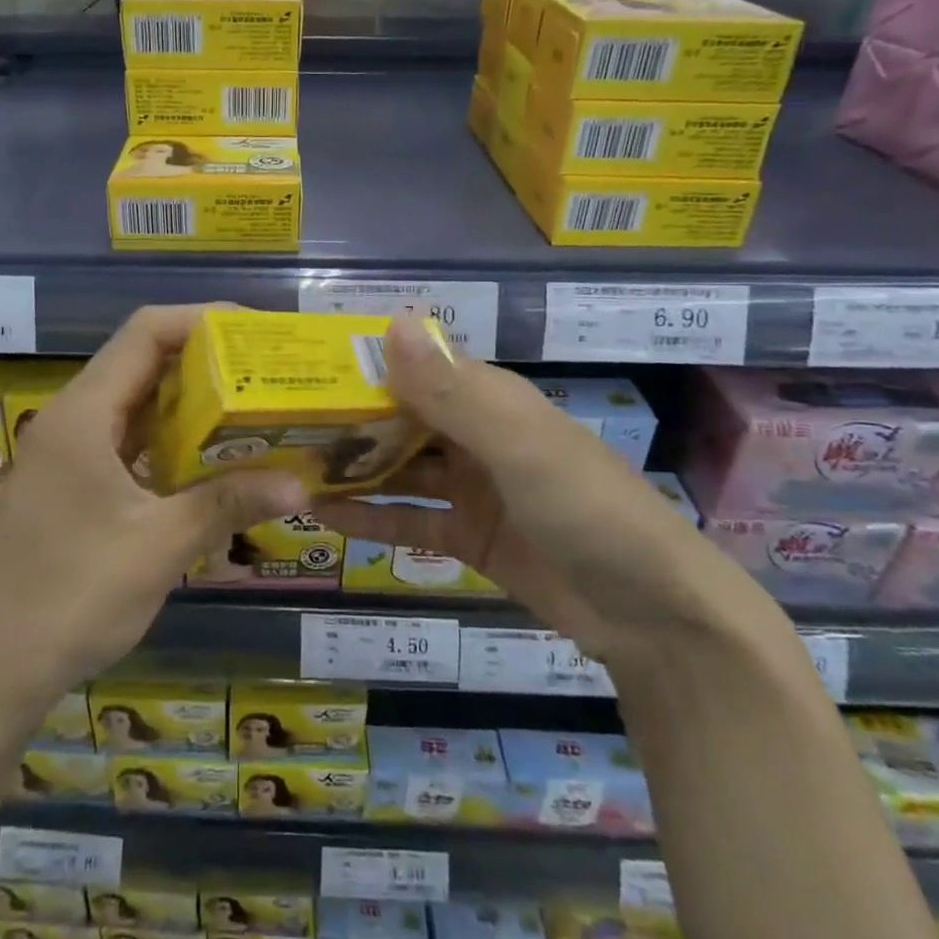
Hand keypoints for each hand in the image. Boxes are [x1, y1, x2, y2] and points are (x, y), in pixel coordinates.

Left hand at [0, 306, 306, 730]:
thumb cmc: (72, 599)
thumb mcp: (160, 547)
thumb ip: (228, 503)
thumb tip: (300, 483)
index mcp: (83, 415)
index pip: (145, 333)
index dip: (202, 319)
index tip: (257, 332)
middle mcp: (69, 420)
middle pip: (140, 361)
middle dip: (204, 360)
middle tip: (264, 371)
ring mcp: (64, 454)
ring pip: (133, 403)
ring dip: (187, 402)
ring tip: (248, 407)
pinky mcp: (66, 485)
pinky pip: (123, 441)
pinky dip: (165, 440)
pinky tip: (206, 461)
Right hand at [313, 316, 772, 670]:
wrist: (655, 616)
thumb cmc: (587, 509)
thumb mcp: (519, 446)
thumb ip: (451, 393)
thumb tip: (389, 323)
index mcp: (491, 399)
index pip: (415, 367)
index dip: (362, 366)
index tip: (303, 370)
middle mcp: (477, 435)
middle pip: (401, 418)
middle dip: (348, 421)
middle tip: (282, 425)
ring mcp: (472, 488)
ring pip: (399, 469)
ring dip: (353, 469)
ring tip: (292, 467)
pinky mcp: (469, 537)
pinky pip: (410, 520)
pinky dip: (371, 518)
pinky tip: (323, 516)